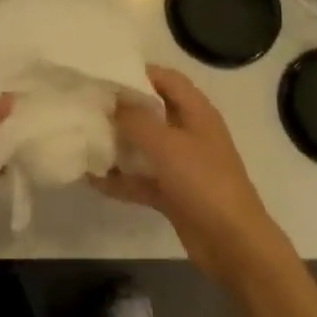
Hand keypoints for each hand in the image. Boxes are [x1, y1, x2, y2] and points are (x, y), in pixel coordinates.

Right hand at [93, 66, 290, 284]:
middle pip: (152, 111)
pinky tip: (92, 179)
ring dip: (118, 144)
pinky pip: (141, 179)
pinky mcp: (173, 193)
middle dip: (122, 108)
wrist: (233, 244)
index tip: (104, 74)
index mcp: (196, 112)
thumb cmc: (203, 183)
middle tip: (87, 105)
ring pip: (144, 146)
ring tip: (84, 137)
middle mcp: (189, 133)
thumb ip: (136, 119)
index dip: (138, 72)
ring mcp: (181, 165)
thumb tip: (113, 101)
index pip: (166, 79)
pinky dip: (120, 179)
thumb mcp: (167, 145)